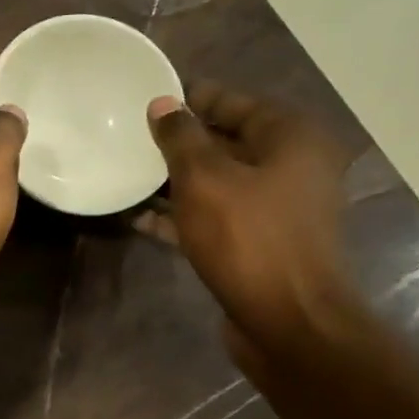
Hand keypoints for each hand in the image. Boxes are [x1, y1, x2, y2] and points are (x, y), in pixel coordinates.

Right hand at [138, 83, 353, 358]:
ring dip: (175, 182)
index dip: (191, 98)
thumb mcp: (205, 179)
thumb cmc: (248, 238)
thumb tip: (163, 104)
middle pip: (226, 142)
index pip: (234, 102)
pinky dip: (182, 216)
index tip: (150, 97)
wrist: (288, 321)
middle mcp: (291, 167)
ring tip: (128, 173)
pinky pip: (215, 218)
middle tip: (131, 136)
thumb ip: (181, 138)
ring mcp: (275, 210)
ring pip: (218, 184)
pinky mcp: (258, 245)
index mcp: (291, 138)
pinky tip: (139, 218)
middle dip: (180, 142)